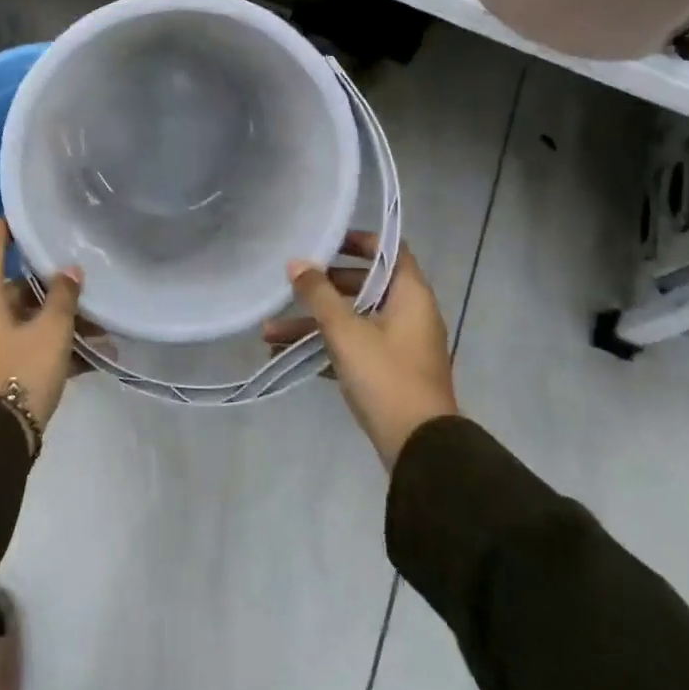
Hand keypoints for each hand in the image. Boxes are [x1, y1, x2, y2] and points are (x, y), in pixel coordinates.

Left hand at [0, 219, 84, 445]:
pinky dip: (46, 347)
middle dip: (51, 290)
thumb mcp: (51, 332)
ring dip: (56, 324)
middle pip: (14, 288)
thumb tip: (70, 271)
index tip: (25, 212)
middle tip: (84, 289)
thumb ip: (63, 296)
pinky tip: (88, 359)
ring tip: (99, 334)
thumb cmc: (20, 373)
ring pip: (21, 321)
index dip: (7, 225)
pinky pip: (19, 347)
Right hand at [267, 231, 459, 468]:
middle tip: (291, 286)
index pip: (389, 251)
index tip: (326, 241)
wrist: (420, 448)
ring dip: (313, 324)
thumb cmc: (386, 376)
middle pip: (363, 286)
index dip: (359, 241)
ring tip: (268, 333)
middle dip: (321, 289)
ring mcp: (399, 345)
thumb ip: (318, 294)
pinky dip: (324, 348)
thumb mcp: (346, 330)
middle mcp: (409, 314)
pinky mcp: (389, 373)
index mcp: (410, 295)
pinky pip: (352, 348)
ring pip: (352, 321)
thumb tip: (296, 263)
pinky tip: (284, 355)